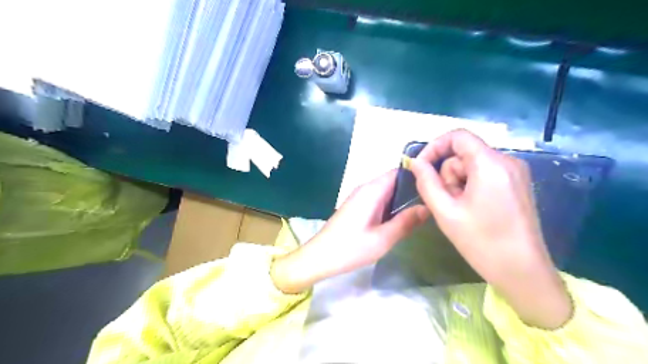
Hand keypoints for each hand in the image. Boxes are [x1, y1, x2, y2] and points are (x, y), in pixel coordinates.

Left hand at [271, 172, 428, 293]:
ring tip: (422, 210)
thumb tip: (427, 207)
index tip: (435, 186)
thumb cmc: (350, 248)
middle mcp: (365, 189)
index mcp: (372, 191)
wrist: (319, 257)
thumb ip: (406, 222)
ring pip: (387, 192)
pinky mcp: (357, 207)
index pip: (398, 172)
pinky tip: (401, 218)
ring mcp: (359, 197)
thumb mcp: (383, 239)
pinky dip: (391, 206)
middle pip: (393, 181)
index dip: (417, 176)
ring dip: (402, 200)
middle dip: (412, 190)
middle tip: (433, 202)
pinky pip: (378, 200)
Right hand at [409, 129, 571, 327]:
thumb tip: (415, 162)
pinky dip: (471, 186)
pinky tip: (472, 209)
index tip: (421, 167)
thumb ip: (426, 182)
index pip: (458, 136)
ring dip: (458, 183)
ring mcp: (515, 172)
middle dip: (448, 174)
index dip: (434, 147)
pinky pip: (484, 174)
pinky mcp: (516, 183)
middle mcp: (507, 161)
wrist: (522, 272)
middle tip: (447, 202)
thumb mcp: (445, 211)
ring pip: (472, 165)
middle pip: (463, 153)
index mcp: (490, 164)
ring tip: (461, 210)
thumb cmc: (481, 242)